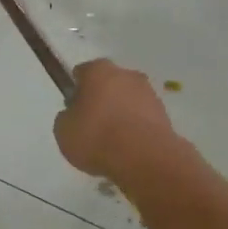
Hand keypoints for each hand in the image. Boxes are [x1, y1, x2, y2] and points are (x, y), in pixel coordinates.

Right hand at [53, 59, 181, 180]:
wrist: (144, 158)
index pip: (82, 73)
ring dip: (121, 114)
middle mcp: (126, 74)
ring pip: (128, 100)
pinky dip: (136, 128)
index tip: (73, 109)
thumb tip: (74, 115)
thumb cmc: (96, 137)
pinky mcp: (164, 114)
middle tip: (92, 126)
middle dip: (101, 100)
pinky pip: (142, 118)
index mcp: (98, 70)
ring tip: (112, 142)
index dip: (76, 90)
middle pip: (109, 84)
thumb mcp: (63, 131)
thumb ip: (66, 118)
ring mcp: (149, 93)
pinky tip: (128, 148)